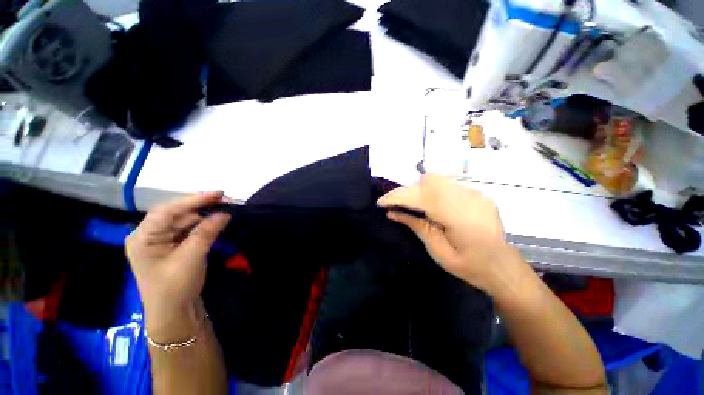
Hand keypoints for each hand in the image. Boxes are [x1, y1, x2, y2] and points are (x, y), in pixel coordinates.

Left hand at [125, 192, 230, 341]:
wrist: (174, 314)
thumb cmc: (175, 288)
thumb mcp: (191, 258)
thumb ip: (207, 232)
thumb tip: (225, 213)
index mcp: (142, 237)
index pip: (167, 211)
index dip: (193, 200)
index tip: (219, 193)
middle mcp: (149, 235)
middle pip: (177, 214)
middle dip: (202, 207)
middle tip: (227, 201)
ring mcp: (161, 241)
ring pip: (185, 221)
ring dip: (205, 216)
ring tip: (226, 210)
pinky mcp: (173, 246)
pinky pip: (189, 230)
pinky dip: (204, 225)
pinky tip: (217, 222)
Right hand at [378, 174, 519, 291]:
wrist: (503, 268)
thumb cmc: (471, 267)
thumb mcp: (439, 253)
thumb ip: (417, 227)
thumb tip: (393, 213)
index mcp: (459, 217)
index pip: (421, 197)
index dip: (398, 197)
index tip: (381, 203)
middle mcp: (468, 198)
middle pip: (429, 181)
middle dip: (407, 191)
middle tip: (396, 205)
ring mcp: (475, 193)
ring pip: (437, 179)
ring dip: (419, 189)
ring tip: (412, 205)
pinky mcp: (477, 193)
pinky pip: (447, 184)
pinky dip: (433, 191)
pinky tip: (432, 206)